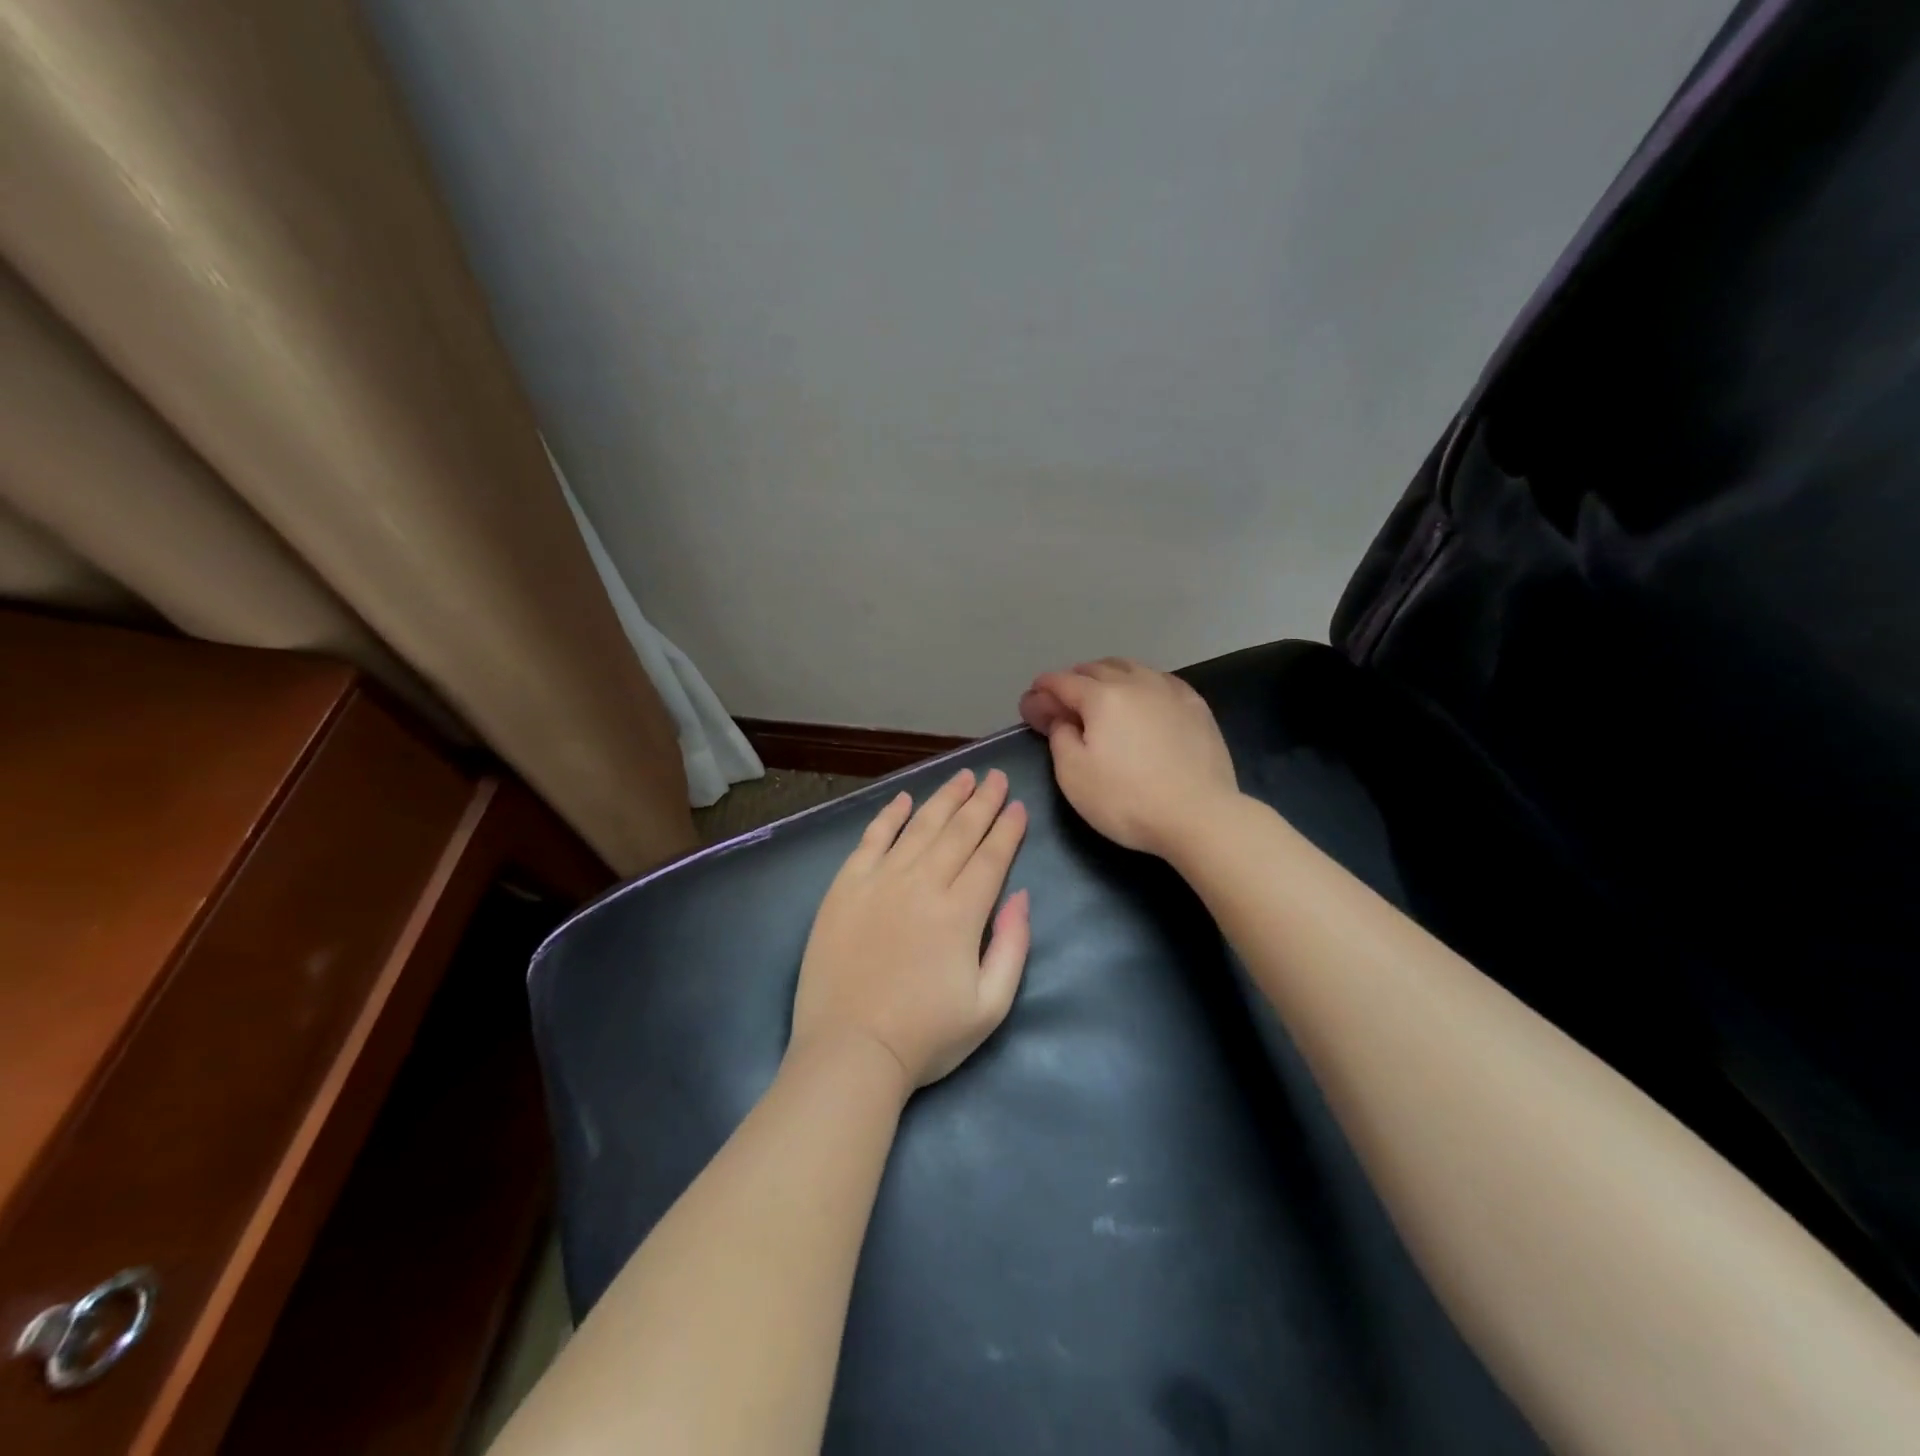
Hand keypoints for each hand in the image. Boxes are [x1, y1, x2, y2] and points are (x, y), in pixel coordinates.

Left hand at [790, 768, 1030, 1090]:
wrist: (850, 1051)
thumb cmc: (925, 1037)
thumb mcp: (990, 1006)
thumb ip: (1012, 945)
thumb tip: (1021, 896)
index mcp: (961, 912)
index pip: (991, 856)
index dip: (1007, 828)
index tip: (1018, 805)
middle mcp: (922, 884)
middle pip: (959, 831)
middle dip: (982, 801)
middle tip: (995, 776)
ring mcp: (880, 881)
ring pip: (919, 826)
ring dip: (944, 798)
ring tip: (962, 777)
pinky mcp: (845, 887)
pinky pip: (871, 839)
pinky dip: (889, 816)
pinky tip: (903, 799)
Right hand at [1020, 658, 1238, 857]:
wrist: (1199, 816)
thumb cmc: (1126, 799)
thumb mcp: (1073, 775)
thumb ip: (1059, 737)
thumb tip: (1060, 717)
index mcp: (1102, 696)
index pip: (1062, 681)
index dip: (1042, 690)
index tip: (1031, 703)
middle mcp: (1136, 682)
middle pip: (1096, 668)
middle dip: (1073, 680)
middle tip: (1063, 702)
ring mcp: (1171, 691)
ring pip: (1131, 668)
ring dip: (1108, 676)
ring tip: (1100, 695)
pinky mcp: (1196, 706)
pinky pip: (1160, 681)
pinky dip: (1141, 684)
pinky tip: (1142, 700)